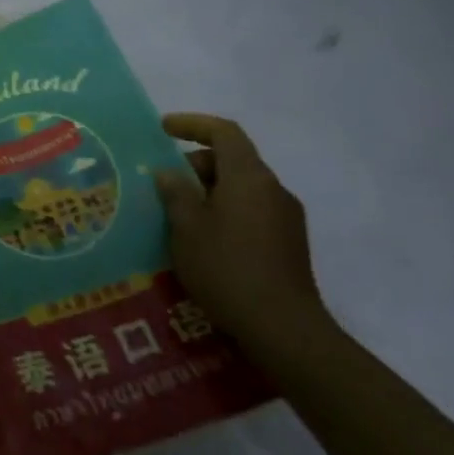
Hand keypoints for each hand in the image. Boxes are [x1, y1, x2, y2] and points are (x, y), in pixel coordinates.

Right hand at [154, 113, 329, 354]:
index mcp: (249, 177)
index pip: (224, 132)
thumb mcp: (187, 228)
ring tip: (180, 216)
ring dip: (209, 191)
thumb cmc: (228, 269)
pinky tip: (205, 240)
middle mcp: (273, 189)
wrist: (284, 330)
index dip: (192, 124)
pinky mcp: (290, 244)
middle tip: (165, 186)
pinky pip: (252, 211)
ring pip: (242, 187)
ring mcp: (286, 217)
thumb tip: (168, 172)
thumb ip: (176, 193)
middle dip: (196, 164)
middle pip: (233, 159)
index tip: (163, 129)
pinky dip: (225, 211)